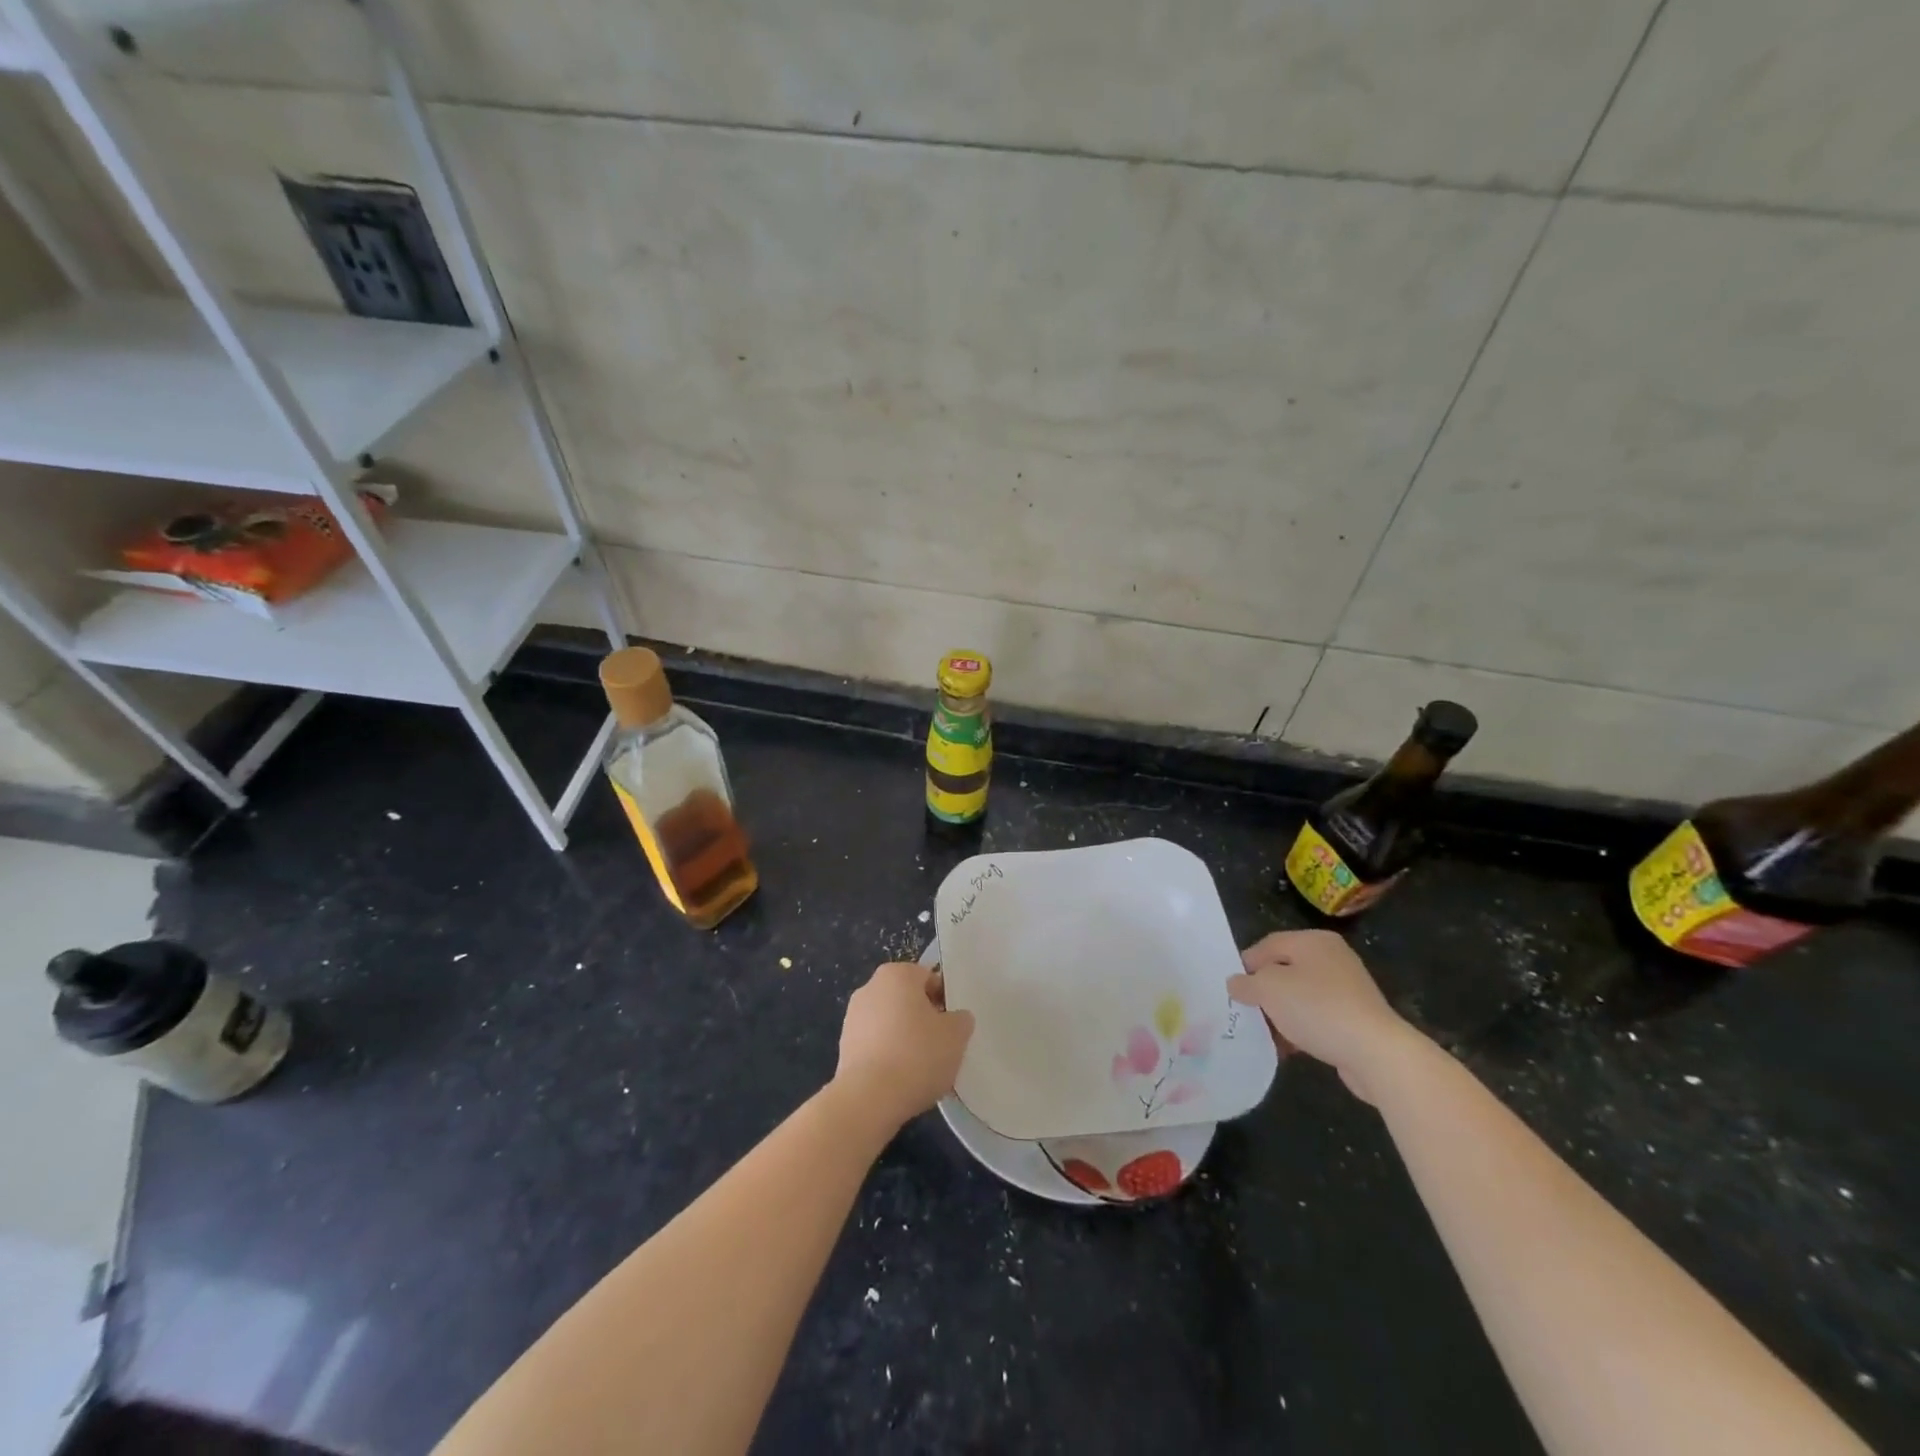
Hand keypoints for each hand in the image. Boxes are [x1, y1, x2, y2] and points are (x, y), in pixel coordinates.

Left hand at [833, 962, 975, 1132]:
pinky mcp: (844, 1047)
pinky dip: (888, 1057)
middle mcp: (870, 987)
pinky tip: (900, 1080)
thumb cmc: (917, 1055)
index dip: (945, 1001)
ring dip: (905, 1039)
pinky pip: (876, 1045)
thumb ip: (961, 1020)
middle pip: (907, 1000)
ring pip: (890, 1023)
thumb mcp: (956, 1035)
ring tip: (921, 1069)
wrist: (868, 1098)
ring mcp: (853, 1017)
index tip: (953, 1027)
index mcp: (897, 974)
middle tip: (941, 1047)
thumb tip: (955, 1018)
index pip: (929, 979)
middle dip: (923, 1020)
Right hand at [1228, 931, 1418, 1103]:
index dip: (1246, 965)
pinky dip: (1301, 1028)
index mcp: (1312, 941)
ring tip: (1266, 1034)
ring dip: (1280, 1014)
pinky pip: (1317, 1017)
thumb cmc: (1317, 1008)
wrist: (1376, 1053)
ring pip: (1300, 996)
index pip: (1267, 944)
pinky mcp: (1356, 1017)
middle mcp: (1332, 958)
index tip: (1233, 990)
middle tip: (1246, 1011)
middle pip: (1284, 970)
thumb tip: (1236, 984)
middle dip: (1263, 992)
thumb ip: (1246, 983)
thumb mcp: (1268, 989)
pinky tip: (1289, 1047)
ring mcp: (1347, 989)